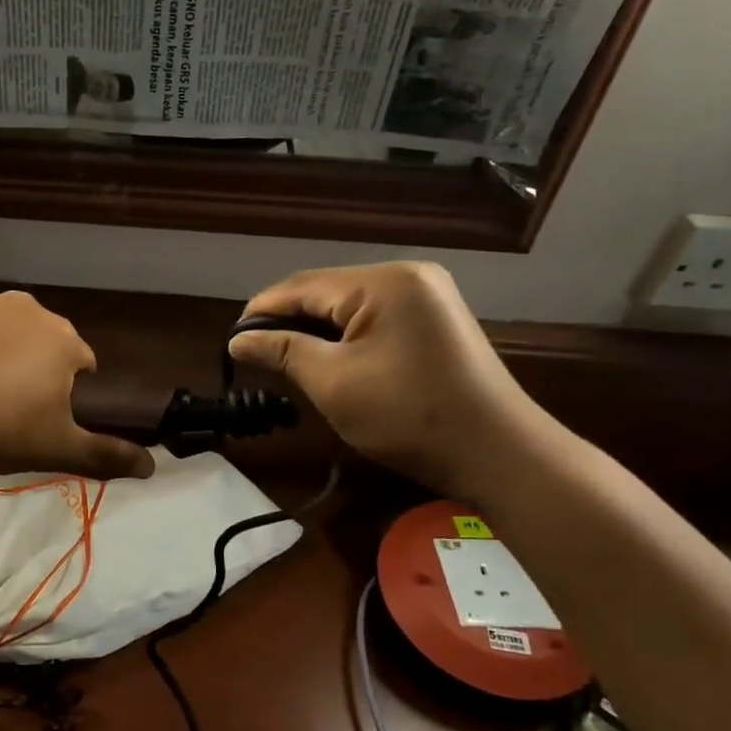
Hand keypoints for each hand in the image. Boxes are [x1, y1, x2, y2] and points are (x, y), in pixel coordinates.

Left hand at [0, 291, 154, 479]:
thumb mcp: (55, 448)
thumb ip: (105, 456)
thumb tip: (153, 468)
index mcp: (62, 340)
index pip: (82, 361)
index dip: (68, 391)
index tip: (45, 417)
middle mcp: (25, 309)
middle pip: (39, 340)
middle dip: (30, 367)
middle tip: (5, 407)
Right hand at [228, 262, 549, 502]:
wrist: (498, 454)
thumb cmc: (409, 416)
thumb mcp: (334, 383)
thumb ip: (282, 351)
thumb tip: (238, 339)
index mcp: (384, 282)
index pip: (303, 286)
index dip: (262, 311)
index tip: (231, 341)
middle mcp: (407, 276)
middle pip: (326, 291)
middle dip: (289, 322)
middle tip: (256, 357)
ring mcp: (426, 296)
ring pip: (349, 306)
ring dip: (316, 331)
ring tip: (286, 361)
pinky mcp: (435, 320)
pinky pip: (374, 318)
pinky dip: (346, 338)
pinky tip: (329, 361)